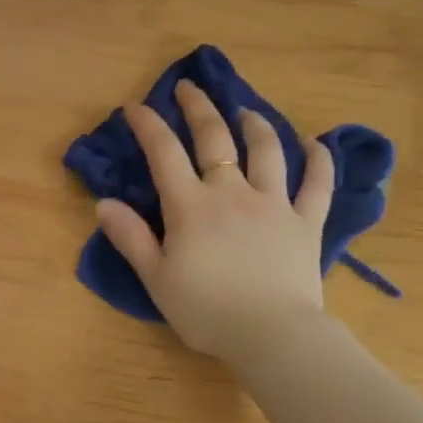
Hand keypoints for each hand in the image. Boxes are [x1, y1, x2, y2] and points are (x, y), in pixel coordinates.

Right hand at [95, 81, 333, 361]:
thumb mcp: (157, 278)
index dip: (148, 125)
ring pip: (267, 151)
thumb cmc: (206, 311)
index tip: (136, 107)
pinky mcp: (306, 222)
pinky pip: (317, 184)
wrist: (270, 334)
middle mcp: (232, 193)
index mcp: (191, 206)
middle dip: (199, 108)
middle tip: (189, 88)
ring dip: (255, 124)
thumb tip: (103, 203)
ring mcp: (274, 204)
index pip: (164, 154)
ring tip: (246, 111)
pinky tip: (316, 144)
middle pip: (215, 139)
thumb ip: (131, 238)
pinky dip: (319, 161)